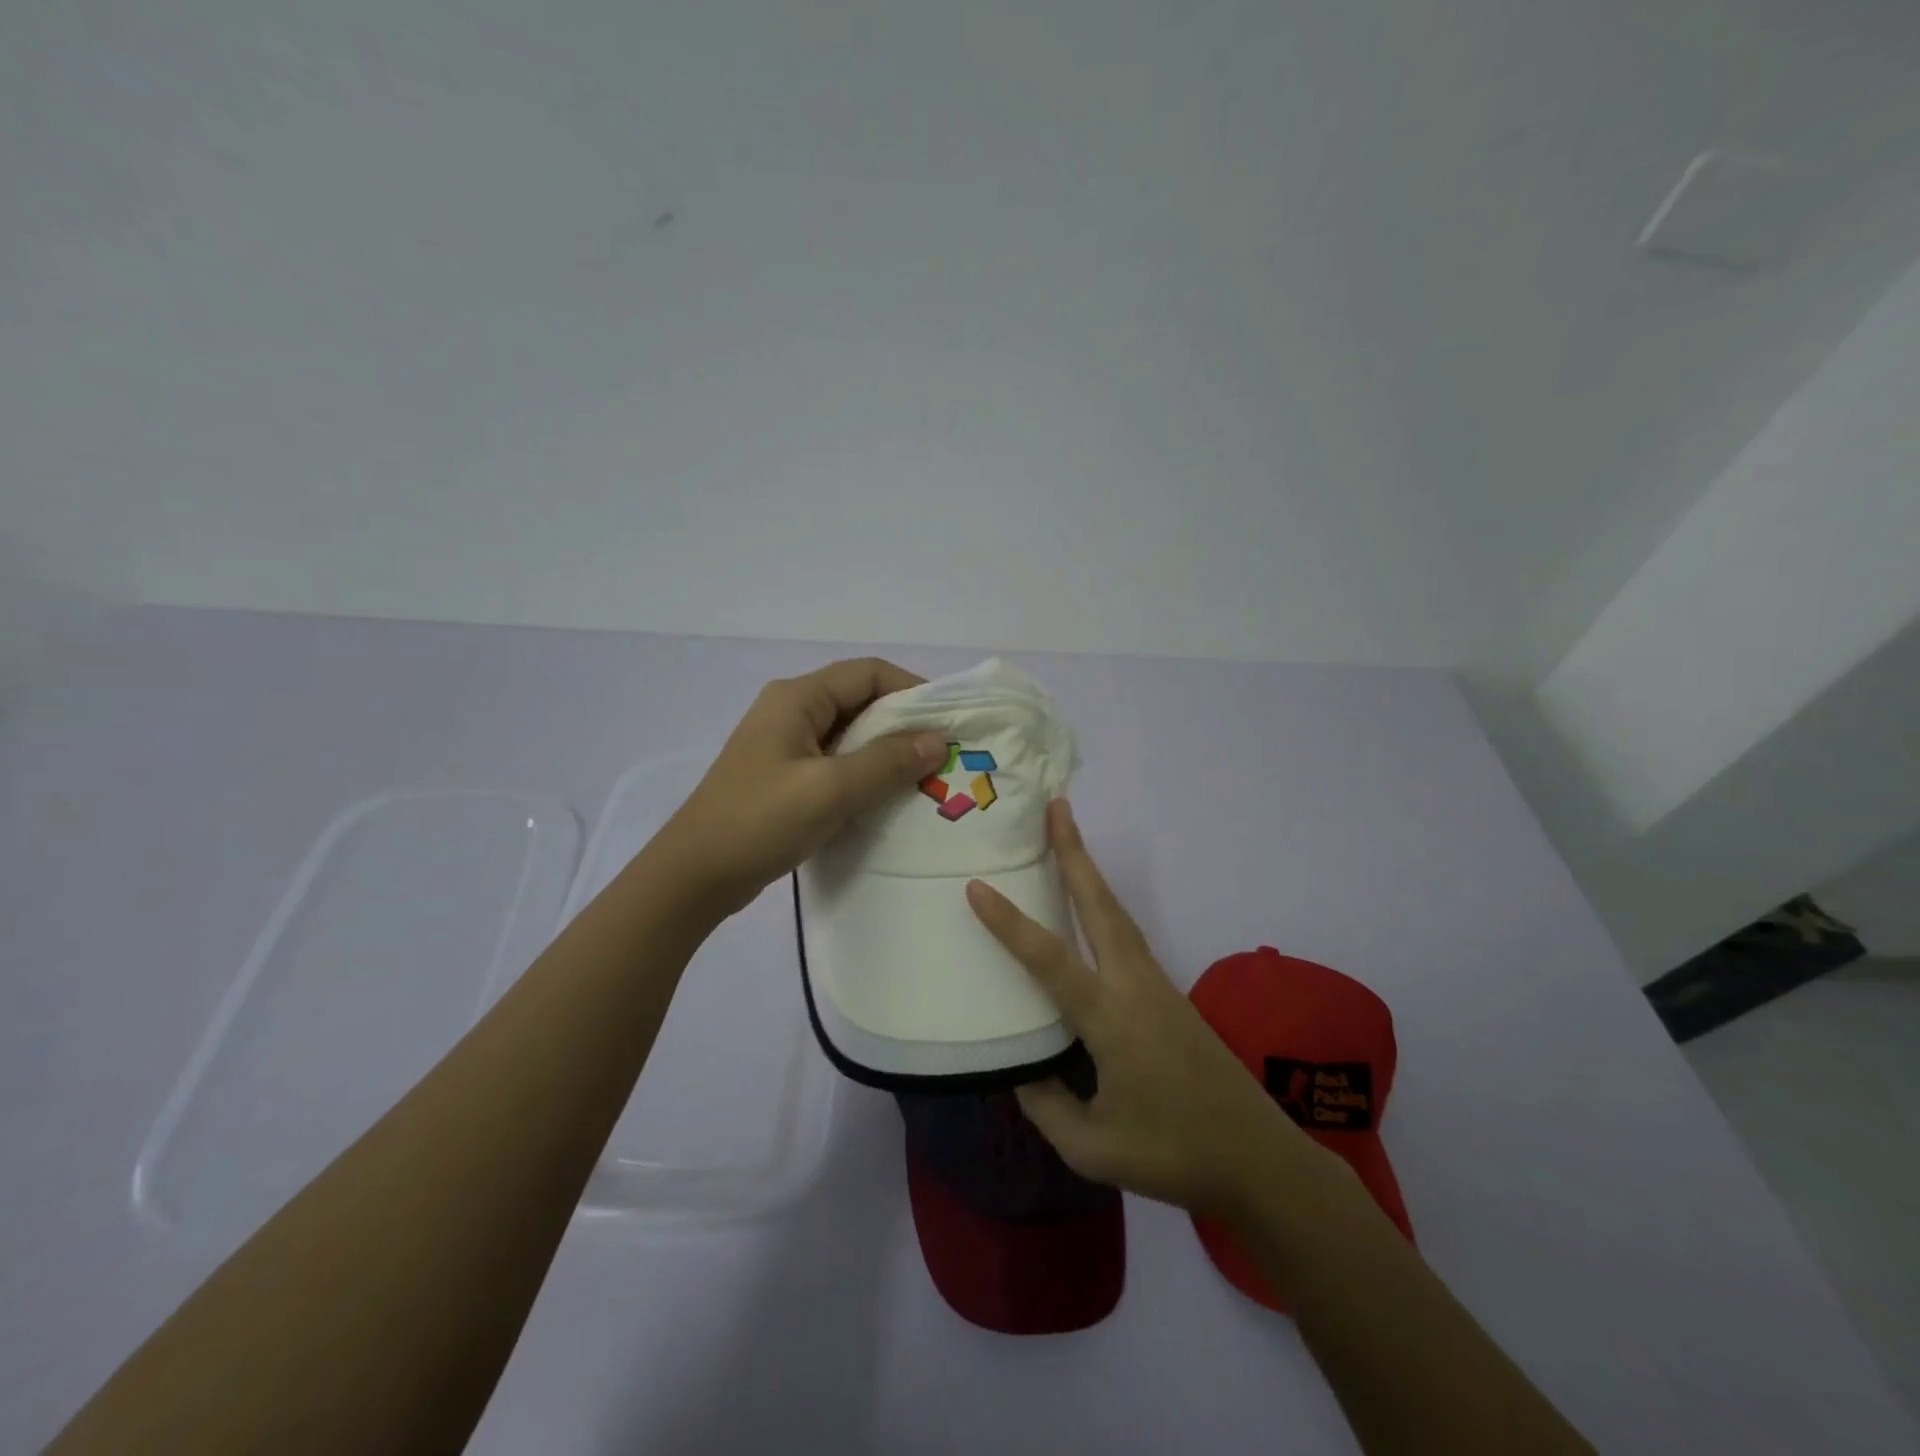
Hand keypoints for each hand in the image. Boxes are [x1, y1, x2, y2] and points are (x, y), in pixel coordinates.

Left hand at [658, 658, 948, 916]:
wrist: (695, 876)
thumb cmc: (761, 821)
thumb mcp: (831, 789)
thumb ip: (887, 761)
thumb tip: (938, 740)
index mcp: (797, 698)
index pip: (867, 672)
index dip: (911, 689)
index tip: (947, 721)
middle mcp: (791, 711)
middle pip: (859, 700)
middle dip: (903, 723)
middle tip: (942, 753)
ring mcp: (785, 745)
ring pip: (849, 734)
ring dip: (886, 751)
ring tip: (924, 777)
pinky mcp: (785, 777)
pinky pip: (836, 762)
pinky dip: (865, 772)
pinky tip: (887, 797)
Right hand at [966, 801, 1334, 1219]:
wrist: (1259, 1159)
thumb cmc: (1173, 1154)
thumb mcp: (1092, 1147)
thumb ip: (1047, 1103)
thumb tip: (1021, 1067)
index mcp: (1111, 1018)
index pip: (1050, 959)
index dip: (1010, 923)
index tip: (977, 887)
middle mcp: (1134, 986)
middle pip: (1100, 905)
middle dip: (1076, 852)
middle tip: (1056, 807)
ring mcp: (1157, 985)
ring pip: (1117, 914)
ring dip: (1091, 872)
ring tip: (1067, 838)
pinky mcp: (1169, 995)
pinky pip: (1127, 936)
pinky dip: (1105, 906)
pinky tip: (1092, 910)